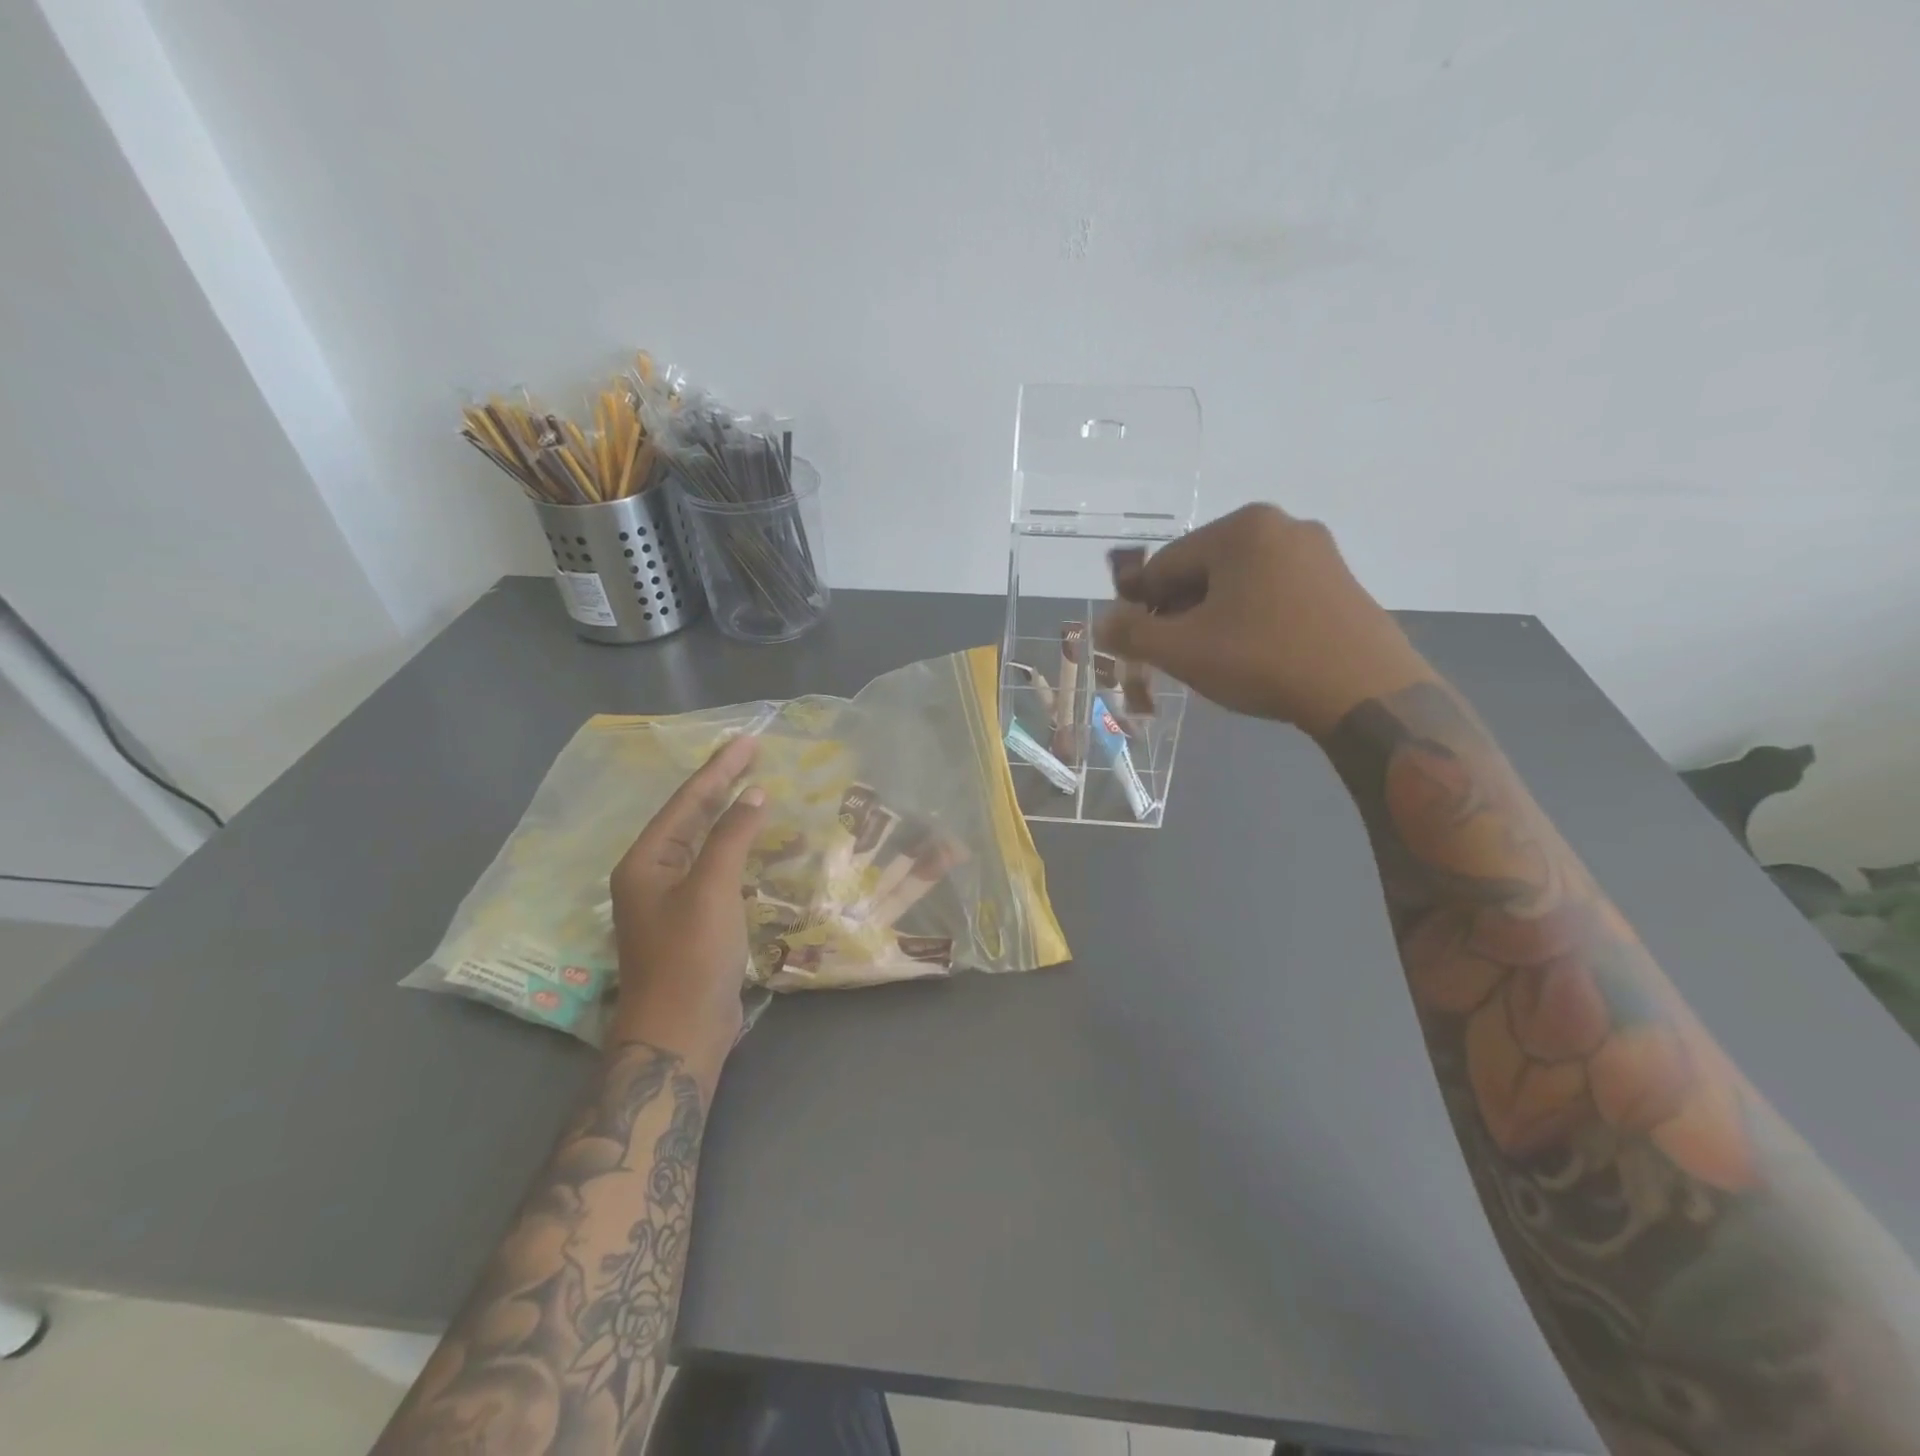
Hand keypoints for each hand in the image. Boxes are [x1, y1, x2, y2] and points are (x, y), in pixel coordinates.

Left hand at [608, 734, 767, 1078]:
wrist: (680, 1031)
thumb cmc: (691, 956)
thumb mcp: (712, 889)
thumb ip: (731, 836)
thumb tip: (754, 794)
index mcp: (645, 861)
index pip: (687, 801)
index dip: (719, 770)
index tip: (748, 741)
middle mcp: (654, 874)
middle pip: (692, 817)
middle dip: (723, 786)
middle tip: (754, 755)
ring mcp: (673, 899)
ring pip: (706, 844)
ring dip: (734, 818)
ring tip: (764, 793)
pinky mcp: (694, 920)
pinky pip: (718, 871)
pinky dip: (741, 852)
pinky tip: (763, 847)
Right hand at [1096, 503, 1431, 735]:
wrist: (1365, 692)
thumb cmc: (1263, 660)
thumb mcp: (1182, 650)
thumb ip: (1132, 633)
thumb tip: (1104, 622)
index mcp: (1241, 529)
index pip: (1166, 564)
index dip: (1140, 603)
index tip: (1133, 639)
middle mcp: (1282, 526)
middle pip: (1204, 570)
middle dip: (1180, 611)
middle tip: (1171, 653)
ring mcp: (1318, 553)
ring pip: (1240, 583)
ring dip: (1213, 617)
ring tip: (1210, 658)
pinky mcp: (1340, 582)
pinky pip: (1275, 594)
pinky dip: (1251, 618)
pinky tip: (1252, 653)